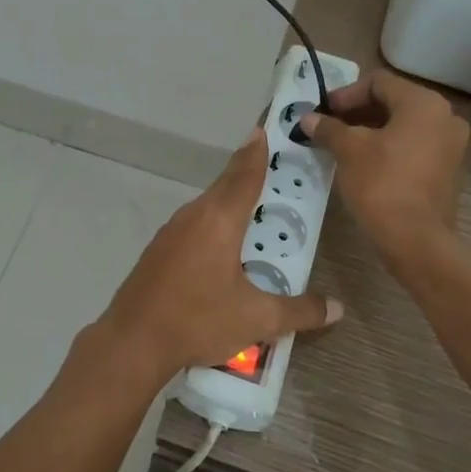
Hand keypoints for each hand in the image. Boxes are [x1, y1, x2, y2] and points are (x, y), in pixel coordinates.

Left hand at [84, 130, 341, 385]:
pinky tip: (220, 244)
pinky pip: (193, 224)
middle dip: (246, 173)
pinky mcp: (158, 250)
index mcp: (219, 220)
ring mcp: (171, 232)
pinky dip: (212, 222)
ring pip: (207, 206)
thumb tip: (337, 308)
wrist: (133, 341)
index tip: (262, 130)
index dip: (256, 153)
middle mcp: (194, 216)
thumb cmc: (198, 320)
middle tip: (269, 165)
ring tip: (252, 207)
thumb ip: (299, 311)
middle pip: (224, 186)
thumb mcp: (257, 319)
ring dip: (228, 200)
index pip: (244, 176)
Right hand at [301, 68, 468, 264]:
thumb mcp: (349, 151)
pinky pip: (413, 145)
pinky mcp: (447, 169)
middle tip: (328, 127)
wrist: (415, 240)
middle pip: (392, 101)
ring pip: (403, 125)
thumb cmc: (381, 184)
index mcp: (424, 104)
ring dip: (370, 129)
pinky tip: (362, 161)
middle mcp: (444, 117)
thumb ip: (329, 128)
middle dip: (357, 112)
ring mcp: (450, 144)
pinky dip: (388, 146)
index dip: (346, 94)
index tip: (323, 112)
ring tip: (340, 144)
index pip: (379, 82)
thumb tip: (308, 118)